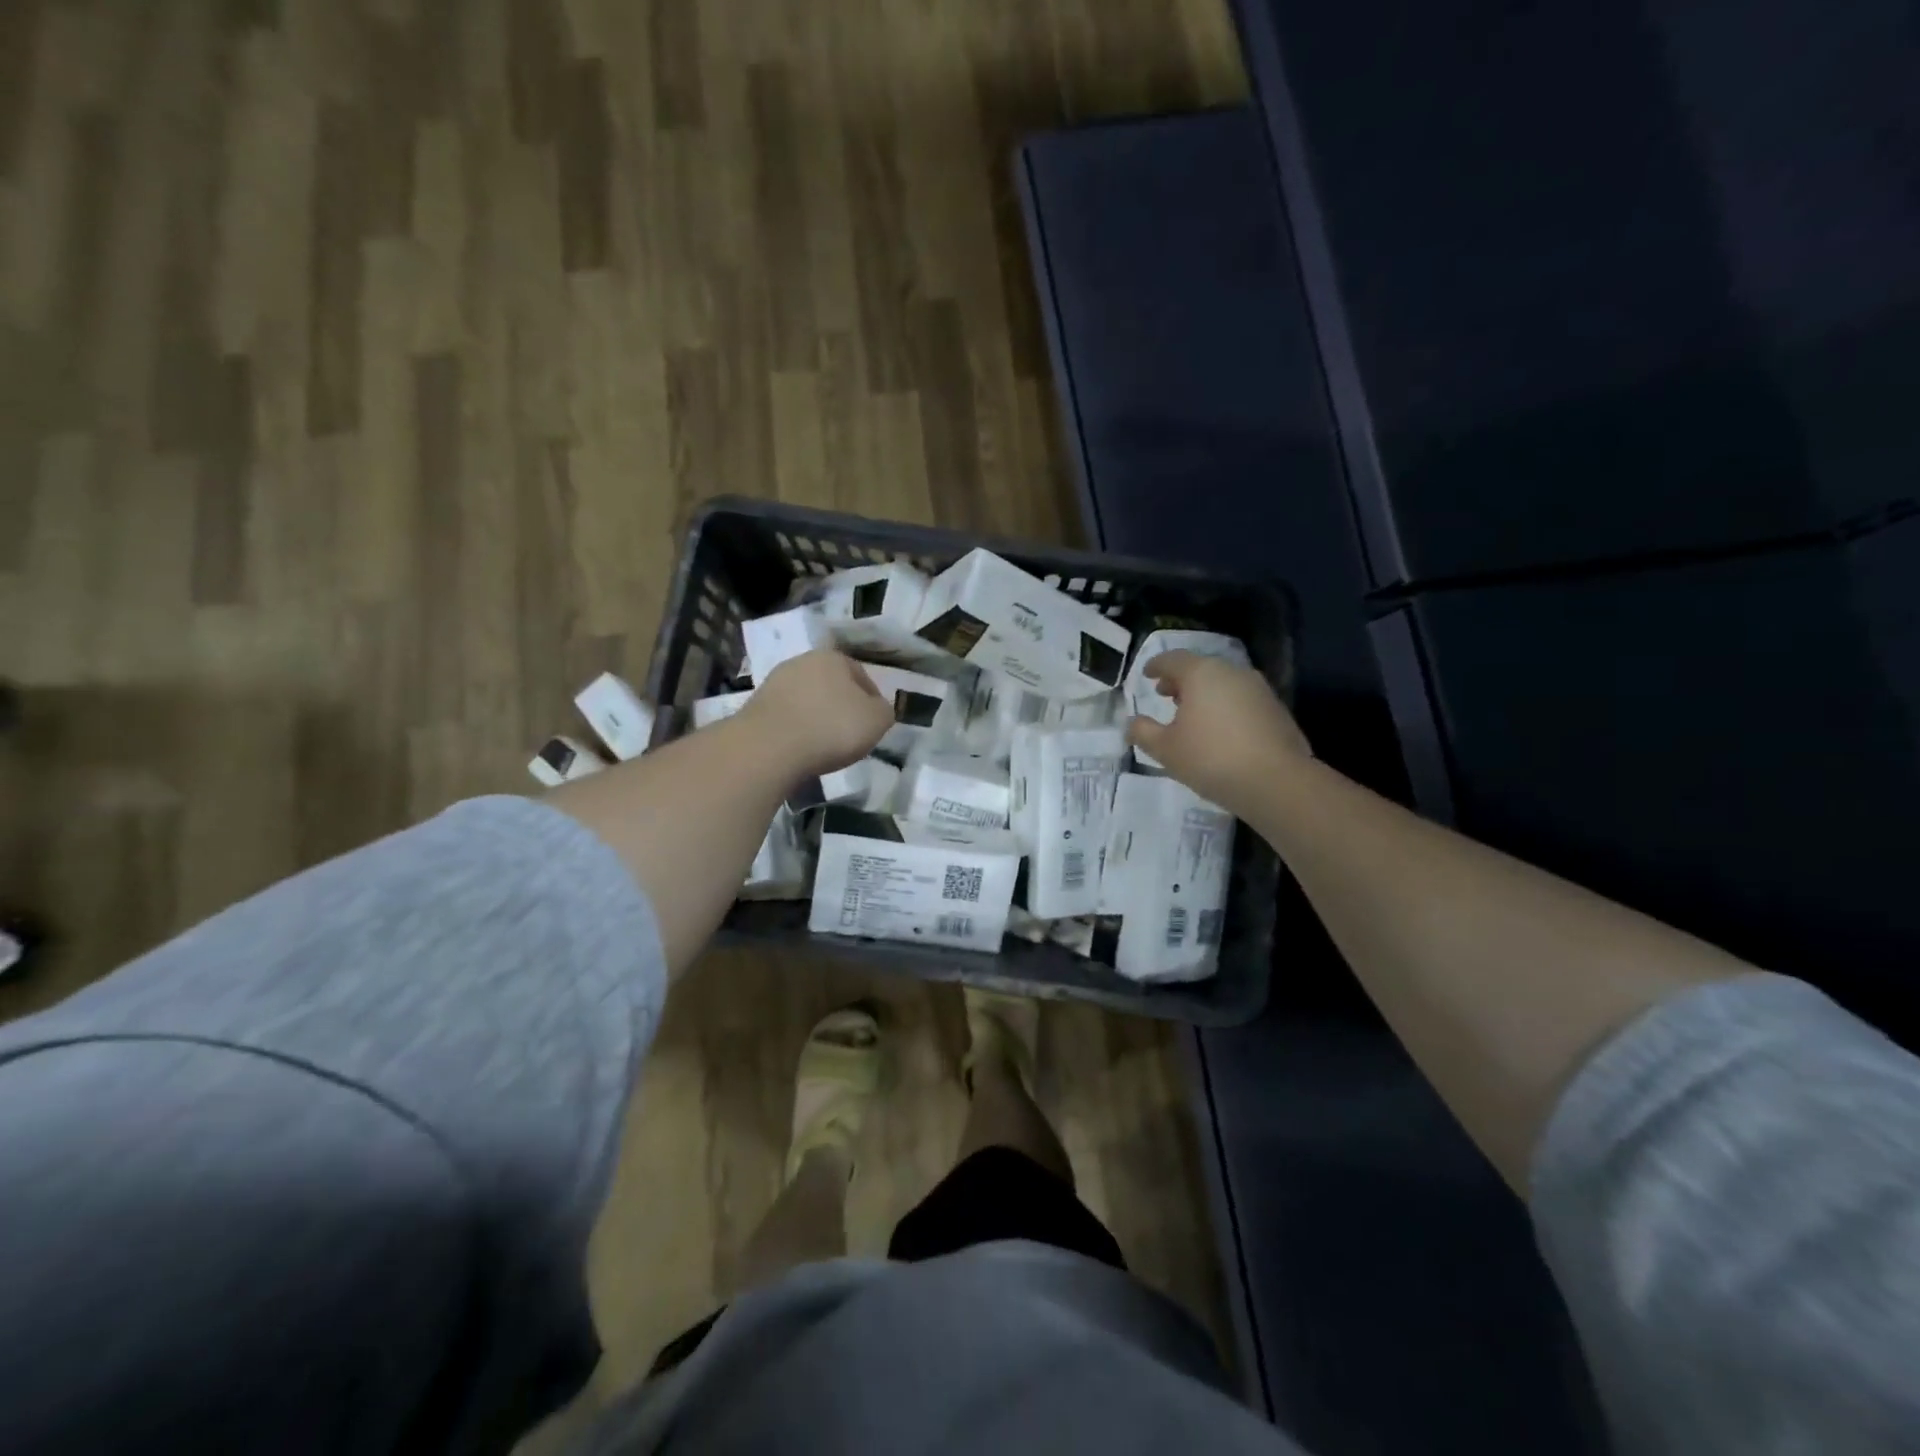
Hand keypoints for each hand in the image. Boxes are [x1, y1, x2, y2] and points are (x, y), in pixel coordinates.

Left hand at [738, 650, 894, 779]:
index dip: (872, 700)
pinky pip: (787, 716)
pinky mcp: (755, 705)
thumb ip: (884, 711)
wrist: (769, 747)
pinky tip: (800, 747)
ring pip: (807, 699)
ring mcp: (775, 682)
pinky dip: (796, 729)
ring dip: (816, 717)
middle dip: (841, 706)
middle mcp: (802, 661)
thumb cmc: (831, 728)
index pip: (862, 675)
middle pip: (831, 685)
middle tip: (849, 734)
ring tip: (823, 744)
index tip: (873, 724)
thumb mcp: (877, 721)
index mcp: (834, 658)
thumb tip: (877, 709)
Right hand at [1126, 651, 1310, 814]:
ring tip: (1192, 715)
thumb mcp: (1165, 749)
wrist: (1276, 782)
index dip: (1156, 666)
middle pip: (1200, 668)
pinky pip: (1241, 699)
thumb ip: (1143, 732)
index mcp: (1202, 673)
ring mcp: (1258, 689)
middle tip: (1166, 695)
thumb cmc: (1210, 758)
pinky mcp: (1276, 709)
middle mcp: (1232, 672)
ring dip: (1204, 694)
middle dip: (1180, 680)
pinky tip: (1219, 730)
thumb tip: (1132, 723)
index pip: (1172, 659)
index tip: (1147, 675)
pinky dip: (1224, 706)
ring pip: (1223, 683)